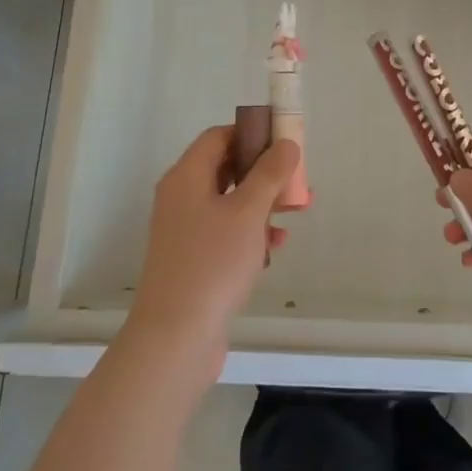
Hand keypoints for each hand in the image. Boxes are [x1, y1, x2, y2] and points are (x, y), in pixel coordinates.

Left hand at [125, 127, 301, 381]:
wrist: (175, 336)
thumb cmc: (212, 263)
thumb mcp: (248, 212)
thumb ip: (269, 173)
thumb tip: (286, 143)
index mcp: (186, 177)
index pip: (219, 136)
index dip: (252, 133)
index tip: (284, 143)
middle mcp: (180, 197)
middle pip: (225, 168)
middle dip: (264, 172)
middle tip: (295, 180)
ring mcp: (184, 230)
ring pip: (229, 202)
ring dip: (261, 204)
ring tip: (294, 214)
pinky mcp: (191, 259)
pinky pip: (224, 232)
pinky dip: (249, 233)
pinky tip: (274, 248)